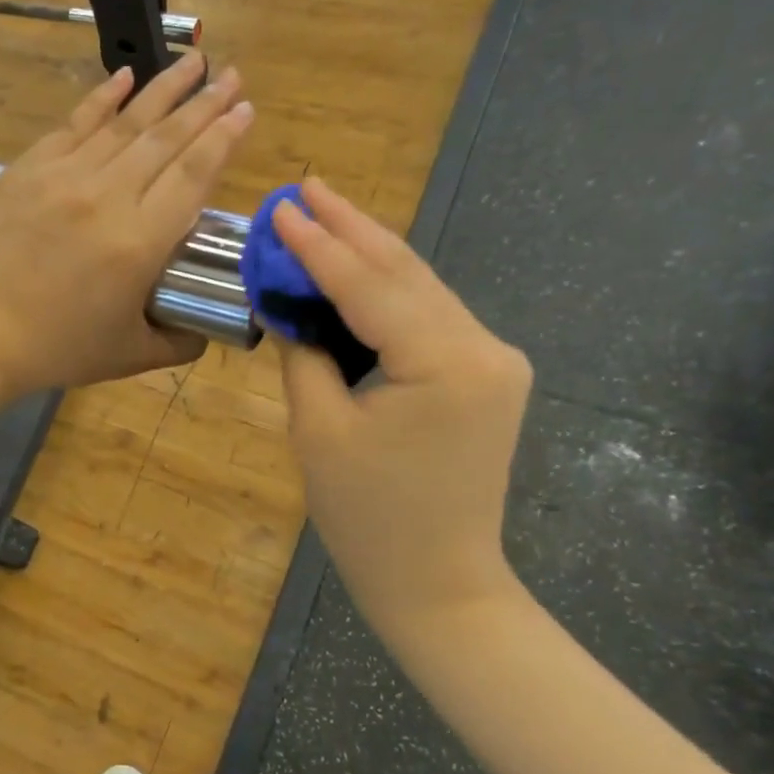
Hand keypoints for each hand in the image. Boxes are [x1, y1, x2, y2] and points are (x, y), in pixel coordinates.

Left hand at [0, 52, 253, 396]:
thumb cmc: (55, 349)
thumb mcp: (130, 356)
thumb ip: (179, 342)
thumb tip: (208, 329)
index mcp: (139, 243)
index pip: (193, 175)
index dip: (223, 138)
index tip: (245, 110)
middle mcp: (106, 197)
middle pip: (165, 140)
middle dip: (205, 104)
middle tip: (232, 75)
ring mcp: (63, 177)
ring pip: (124, 123)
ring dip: (163, 89)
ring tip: (192, 62)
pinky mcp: (27, 169)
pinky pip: (74, 124)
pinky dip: (102, 98)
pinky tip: (124, 77)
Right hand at [276, 177, 532, 621]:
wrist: (440, 584)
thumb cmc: (369, 519)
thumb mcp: (318, 432)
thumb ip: (303, 354)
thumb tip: (284, 302)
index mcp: (446, 364)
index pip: (371, 287)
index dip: (319, 246)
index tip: (280, 208)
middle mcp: (485, 347)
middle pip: (406, 272)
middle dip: (351, 229)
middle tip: (304, 189)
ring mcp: (493, 360)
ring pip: (420, 289)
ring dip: (368, 253)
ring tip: (322, 214)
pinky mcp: (486, 375)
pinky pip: (428, 318)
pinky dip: (386, 292)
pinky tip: (353, 268)